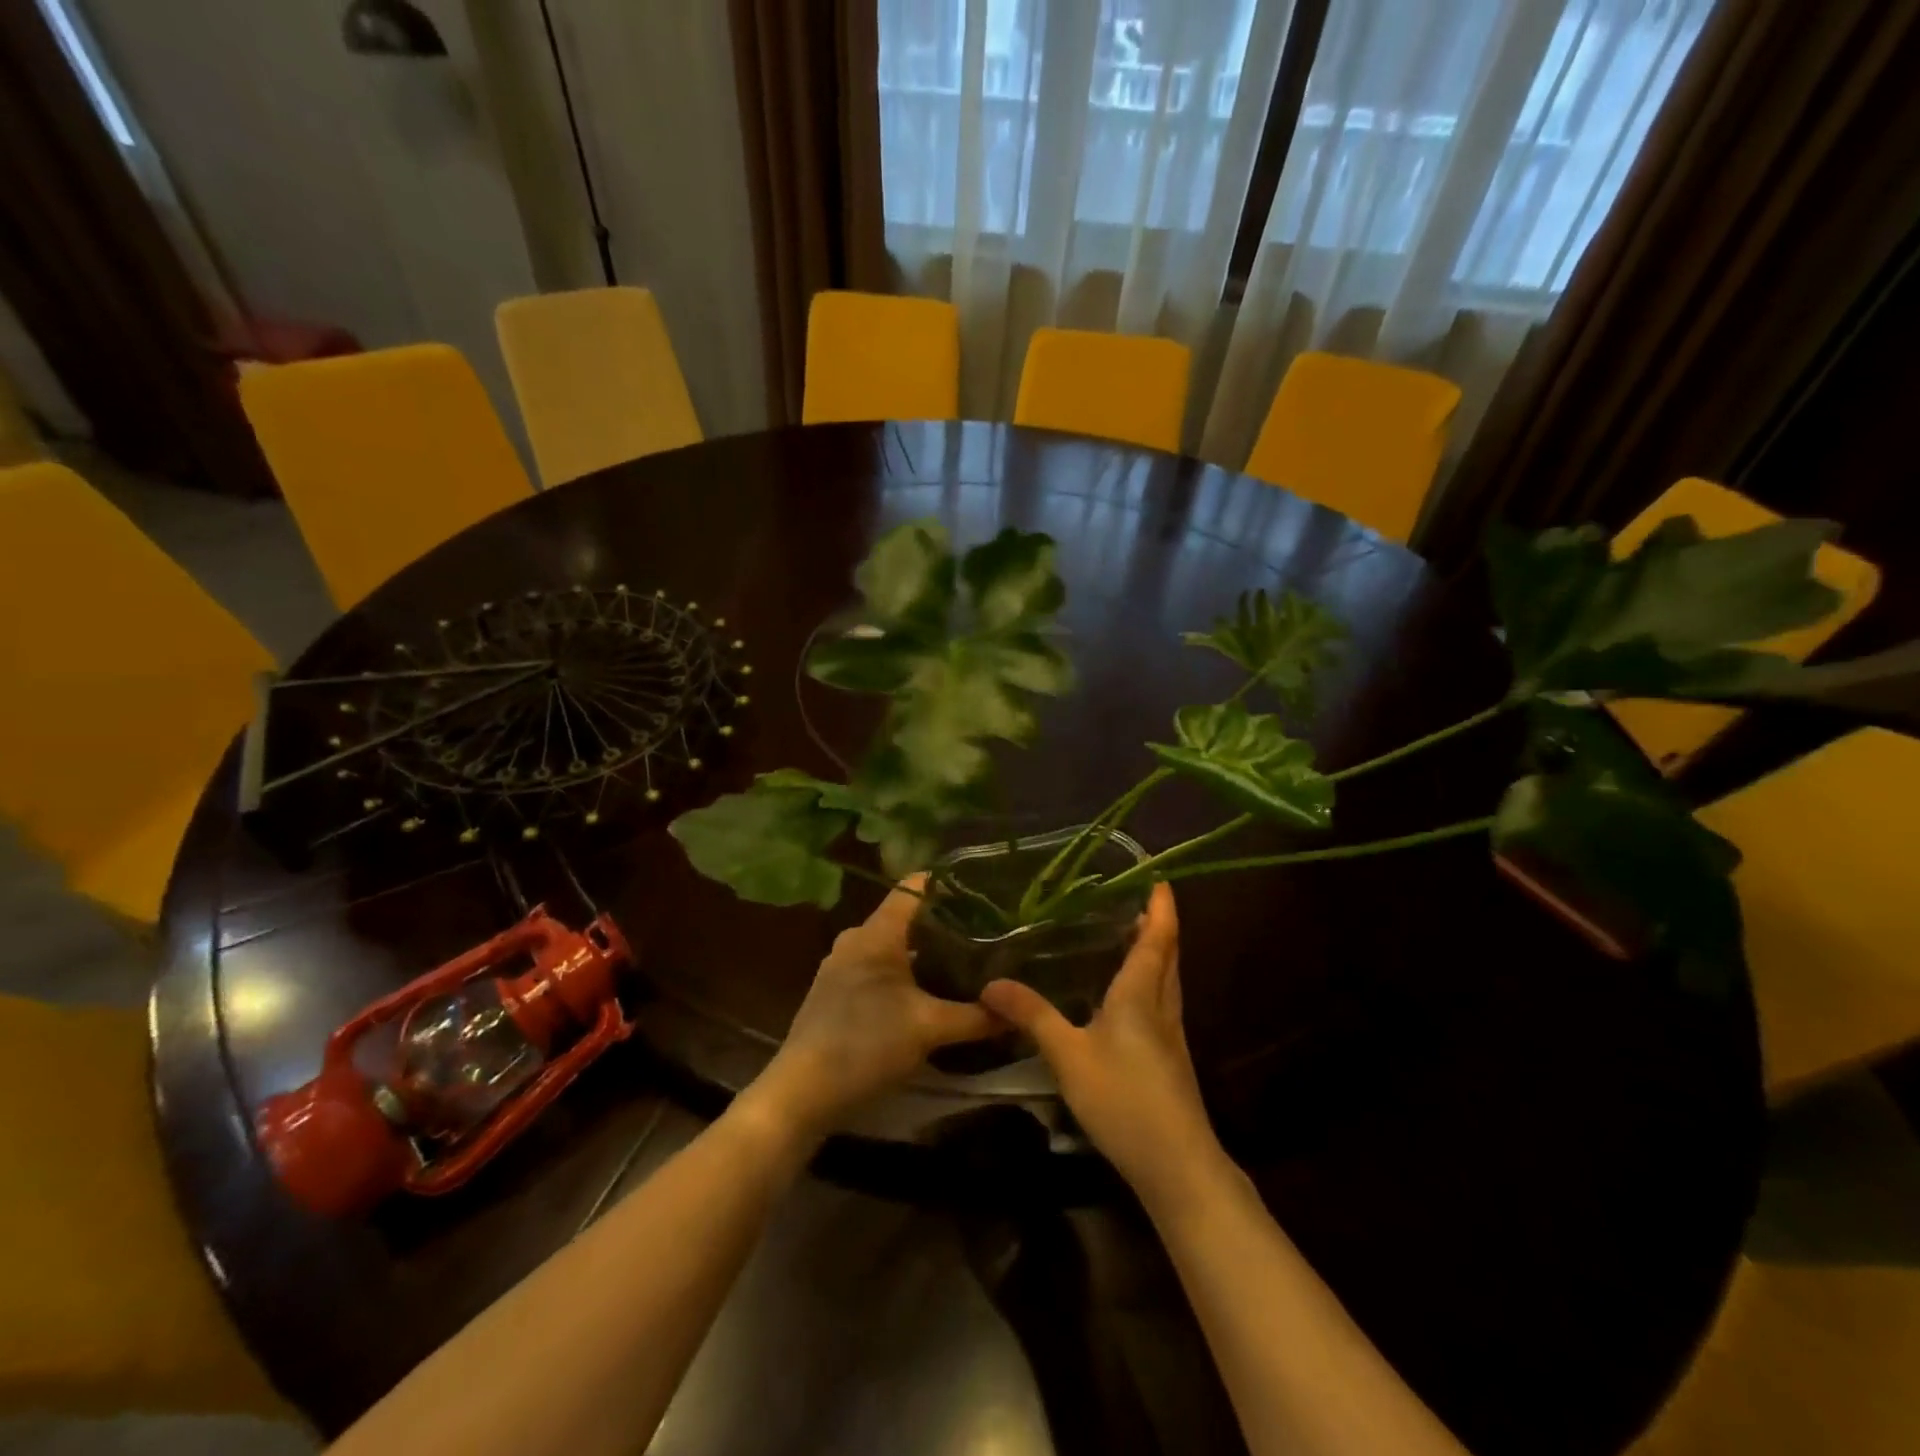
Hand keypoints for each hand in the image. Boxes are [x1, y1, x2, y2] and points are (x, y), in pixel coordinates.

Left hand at [744, 876, 997, 1140]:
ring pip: (892, 945)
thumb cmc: (866, 1045)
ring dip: (925, 952)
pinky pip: (878, 967)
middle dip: (945, 924)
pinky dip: (905, 973)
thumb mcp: (929, 1029)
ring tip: (965, 964)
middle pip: (907, 917)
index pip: (915, 886)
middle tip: (986, 935)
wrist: (801, 1093)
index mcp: (876, 933)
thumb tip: (1016, 1011)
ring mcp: (841, 965)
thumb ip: (976, 1017)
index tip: (985, 893)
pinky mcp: (836, 992)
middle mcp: (856, 939)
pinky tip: (928, 994)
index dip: (949, 884)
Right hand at [980, 883, 1226, 1212]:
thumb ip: (1033, 1016)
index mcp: (1141, 995)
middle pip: (1168, 955)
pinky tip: (1127, 997)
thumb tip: (990, 982)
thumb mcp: (1068, 1056)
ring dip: (1157, 953)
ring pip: (1168, 980)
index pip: (1157, 938)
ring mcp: (1170, 1036)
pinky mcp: (1170, 1060)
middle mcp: (1161, 1007)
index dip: (1161, 907)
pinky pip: (1162, 1003)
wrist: (1177, 1165)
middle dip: (1158, 925)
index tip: (1159, 877)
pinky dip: (1151, 982)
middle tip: (1137, 899)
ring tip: (1131, 936)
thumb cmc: (1124, 1099)